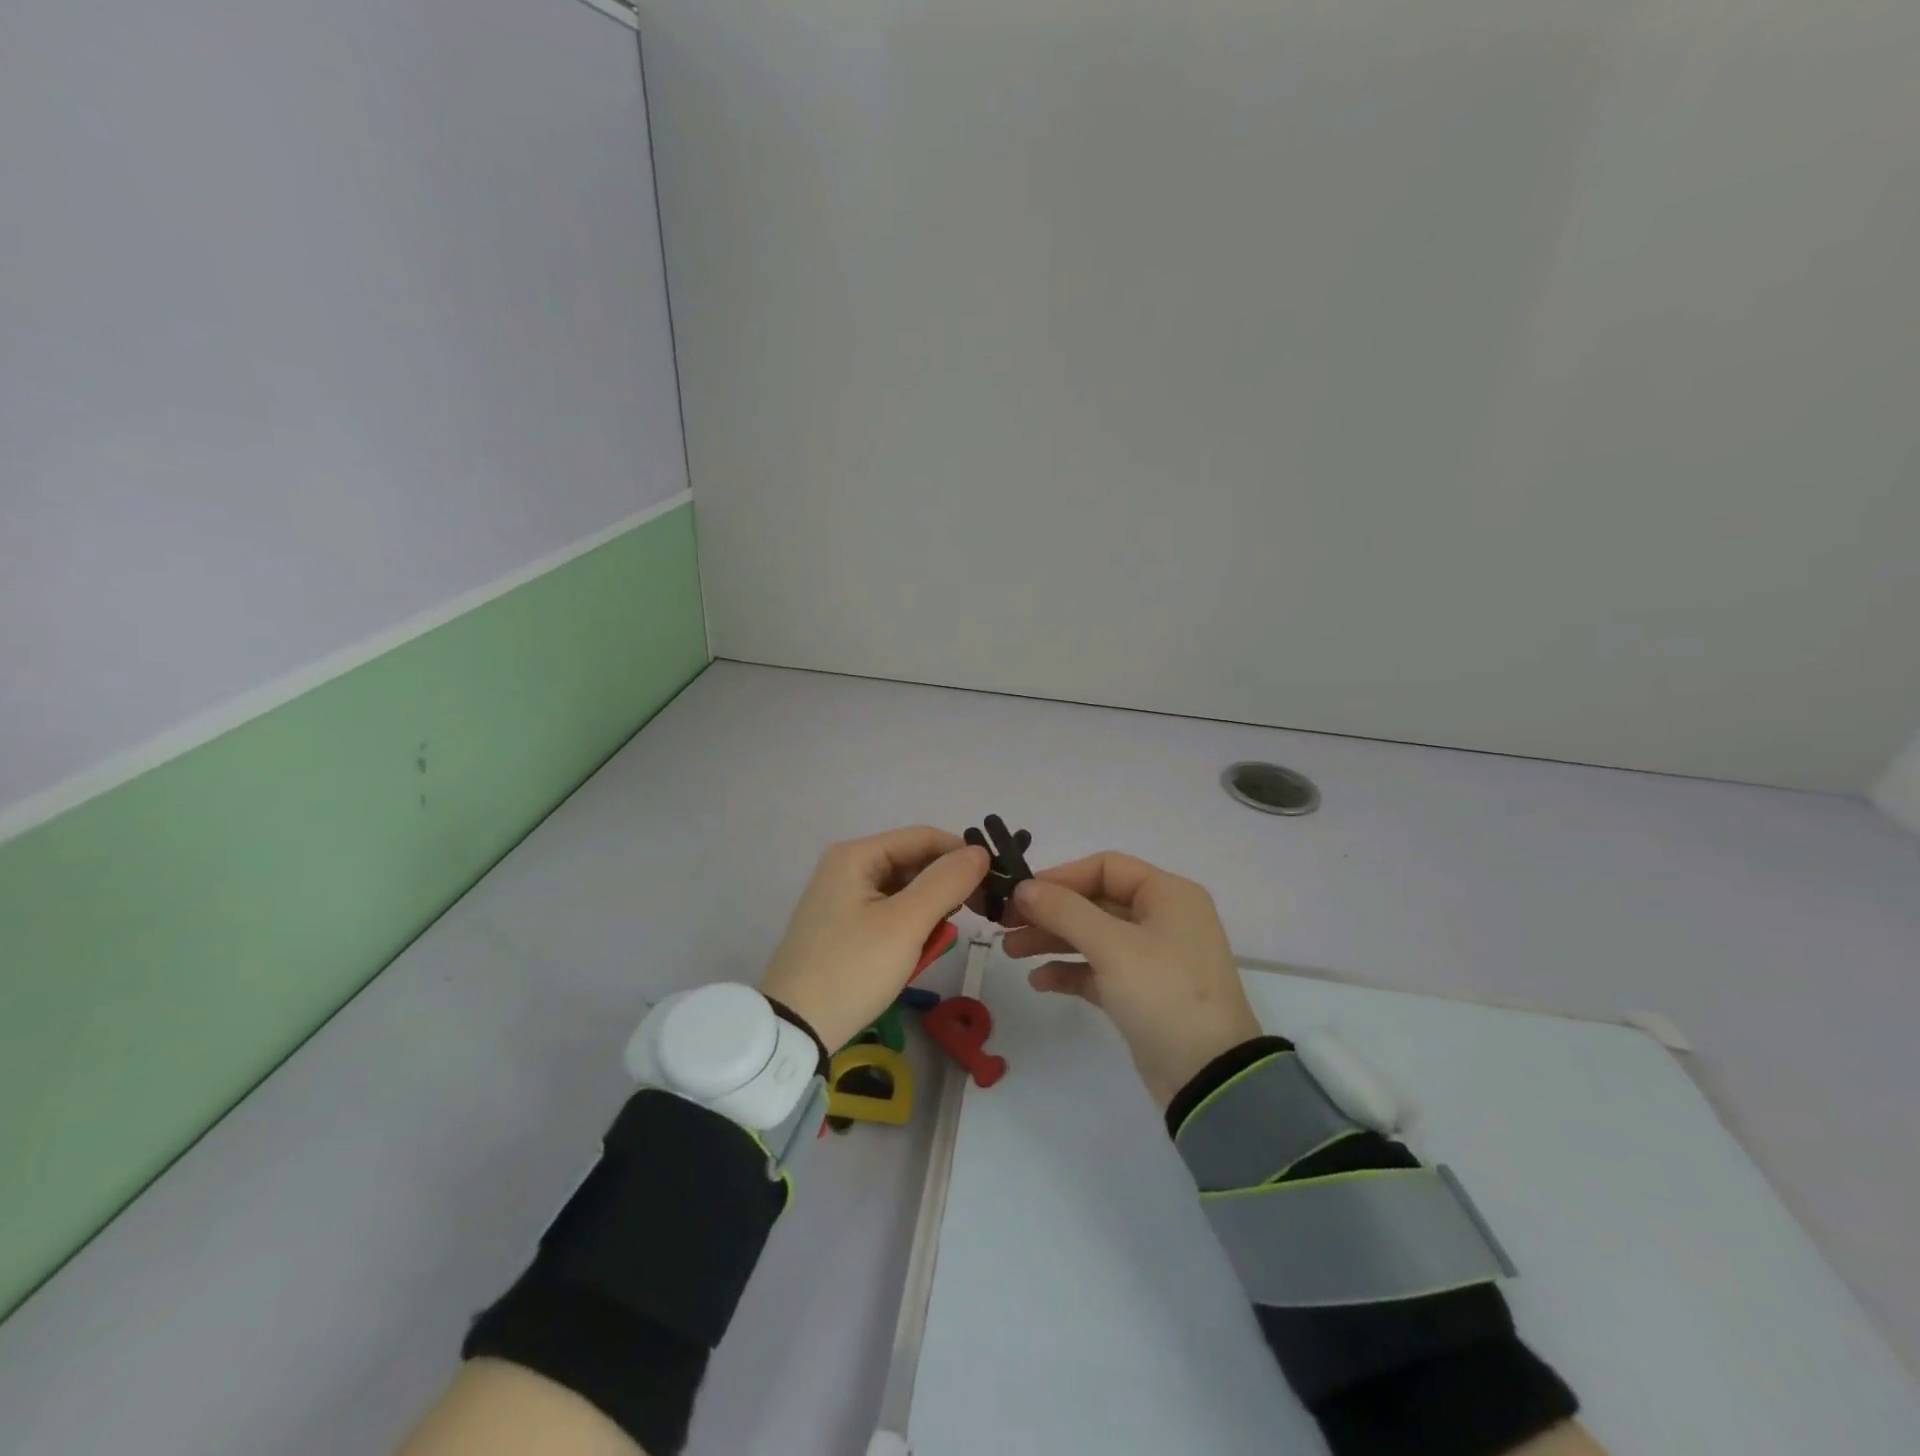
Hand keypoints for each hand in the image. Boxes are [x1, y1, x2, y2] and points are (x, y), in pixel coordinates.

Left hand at [759, 826, 989, 1054]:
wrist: (794, 1030)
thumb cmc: (853, 969)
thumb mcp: (906, 924)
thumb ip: (946, 882)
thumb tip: (980, 852)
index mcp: (856, 855)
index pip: (923, 837)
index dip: (961, 854)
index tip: (995, 882)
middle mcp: (846, 867)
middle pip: (912, 862)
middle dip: (945, 886)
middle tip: (976, 915)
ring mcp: (841, 898)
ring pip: (903, 891)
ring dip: (928, 911)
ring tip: (937, 942)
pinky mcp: (842, 927)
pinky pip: (888, 913)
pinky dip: (908, 927)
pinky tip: (916, 952)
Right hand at [1003, 852, 1261, 1106]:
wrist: (1208, 1077)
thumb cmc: (1163, 994)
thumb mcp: (1112, 946)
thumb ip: (1064, 910)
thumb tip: (1024, 888)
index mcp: (1167, 894)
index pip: (1106, 867)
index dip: (1060, 877)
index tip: (1020, 894)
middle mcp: (1162, 918)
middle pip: (1095, 901)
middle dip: (1050, 912)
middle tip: (1005, 924)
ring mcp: (1152, 957)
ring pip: (1093, 936)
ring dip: (1053, 940)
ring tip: (1011, 952)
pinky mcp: (1141, 992)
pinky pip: (1098, 969)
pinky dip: (1070, 970)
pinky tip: (1039, 981)